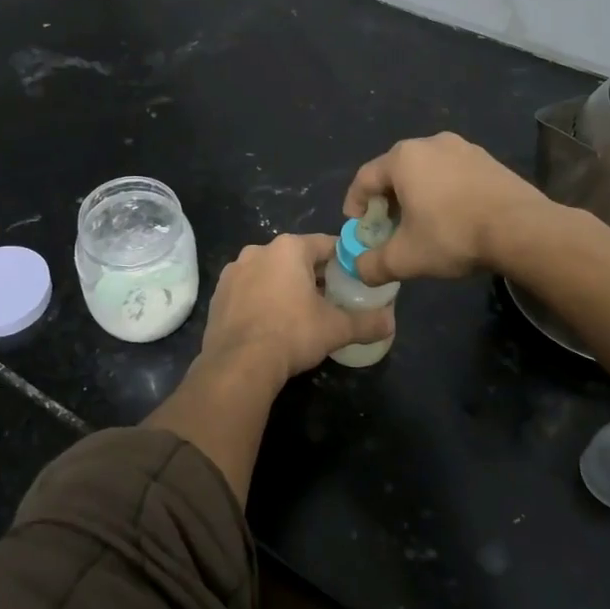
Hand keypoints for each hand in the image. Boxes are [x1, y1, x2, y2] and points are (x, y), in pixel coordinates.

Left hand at [197, 233, 394, 391]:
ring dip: (285, 286)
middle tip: (331, 299)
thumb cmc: (292, 333)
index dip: (344, 260)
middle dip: (314, 275)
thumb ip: (367, 322)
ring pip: (269, 273)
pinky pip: (248, 290)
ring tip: (300, 313)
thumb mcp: (336, 328)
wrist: (238, 363)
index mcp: (288, 248)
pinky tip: (271, 323)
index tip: (355, 278)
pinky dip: (261, 299)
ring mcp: (233, 271)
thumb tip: (391, 322)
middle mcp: (258, 250)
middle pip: (296, 258)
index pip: (326, 244)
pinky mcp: (218, 294)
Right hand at [343, 133, 545, 285]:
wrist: (522, 229)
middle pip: (395, 171)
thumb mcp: (405, 258)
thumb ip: (373, 265)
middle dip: (386, 200)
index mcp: (403, 158)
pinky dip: (443, 192)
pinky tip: (452, 217)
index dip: (354, 204)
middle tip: (387, 227)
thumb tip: (358, 269)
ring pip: (426, 171)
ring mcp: (463, 148)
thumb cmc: (453, 235)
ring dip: (416, 195)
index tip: (356, 227)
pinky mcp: (488, 160)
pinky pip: (453, 174)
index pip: (364, 178)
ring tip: (420, 223)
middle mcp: (430, 143)